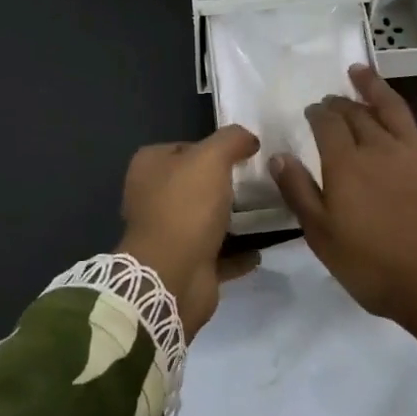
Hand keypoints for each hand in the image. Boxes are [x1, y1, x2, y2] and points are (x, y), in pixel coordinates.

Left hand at [117, 125, 261, 336]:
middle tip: (259, 181)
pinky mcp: (184, 264)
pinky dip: (237, 253)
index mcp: (149, 167)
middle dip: (224, 183)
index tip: (243, 154)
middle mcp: (152, 198)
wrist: (173, 275)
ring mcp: (167, 234)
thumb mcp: (211, 157)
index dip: (212, 147)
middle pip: (195, 183)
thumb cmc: (186, 206)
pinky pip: (218, 254)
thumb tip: (248, 139)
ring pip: (205, 219)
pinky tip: (261, 248)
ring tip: (267, 211)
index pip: (184, 147)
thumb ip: (232, 140)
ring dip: (232, 218)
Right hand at [269, 66, 416, 330]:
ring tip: (361, 71)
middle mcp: (381, 148)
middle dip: (341, 102)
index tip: (311, 109)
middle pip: (357, 115)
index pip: (327, 126)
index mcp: (346, 165)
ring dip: (376, 87)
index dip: (317, 114)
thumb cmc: (375, 268)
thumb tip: (279, 155)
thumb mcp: (322, 237)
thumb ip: (299, 193)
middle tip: (332, 97)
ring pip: (395, 109)